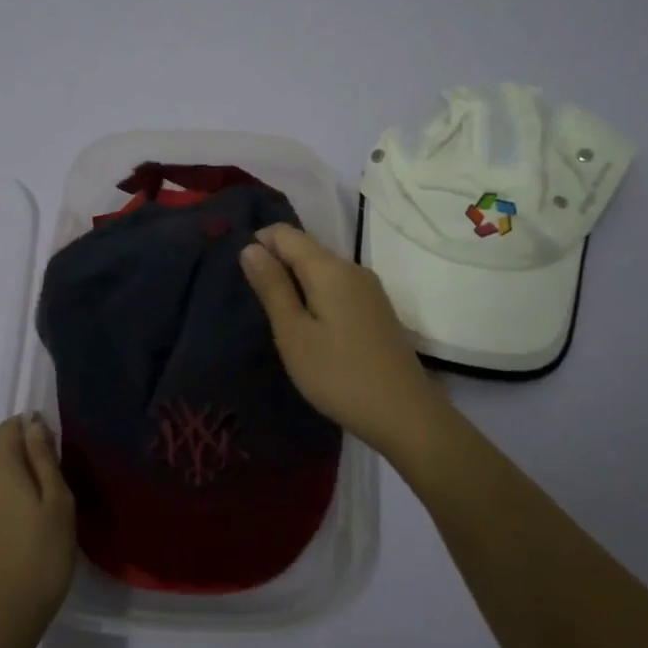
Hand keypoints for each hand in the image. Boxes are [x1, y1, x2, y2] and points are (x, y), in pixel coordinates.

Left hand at [0, 414, 75, 647]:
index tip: (50, 446)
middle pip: (2, 462)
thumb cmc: (40, 558)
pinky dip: (3, 519)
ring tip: (39, 527)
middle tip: (55, 499)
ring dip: (14, 497)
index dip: (27, 428)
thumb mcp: (58, 504)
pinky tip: (20, 545)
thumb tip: (33, 425)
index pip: (6, 430)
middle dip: (26, 469)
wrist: (0, 623)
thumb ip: (44, 460)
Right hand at [240, 223, 454, 457]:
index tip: (243, 275)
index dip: (260, 243)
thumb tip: (250, 247)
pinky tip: (310, 328)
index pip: (286, 233)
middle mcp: (353, 268)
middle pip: (306, 249)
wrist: (404, 414)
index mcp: (329, 268)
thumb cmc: (338, 374)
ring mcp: (369, 289)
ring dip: (296, 283)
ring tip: (278, 317)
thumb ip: (272, 287)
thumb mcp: (293, 333)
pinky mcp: (377, 310)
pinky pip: (338, 287)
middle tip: (255, 302)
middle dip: (277, 264)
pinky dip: (316, 296)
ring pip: (322, 270)